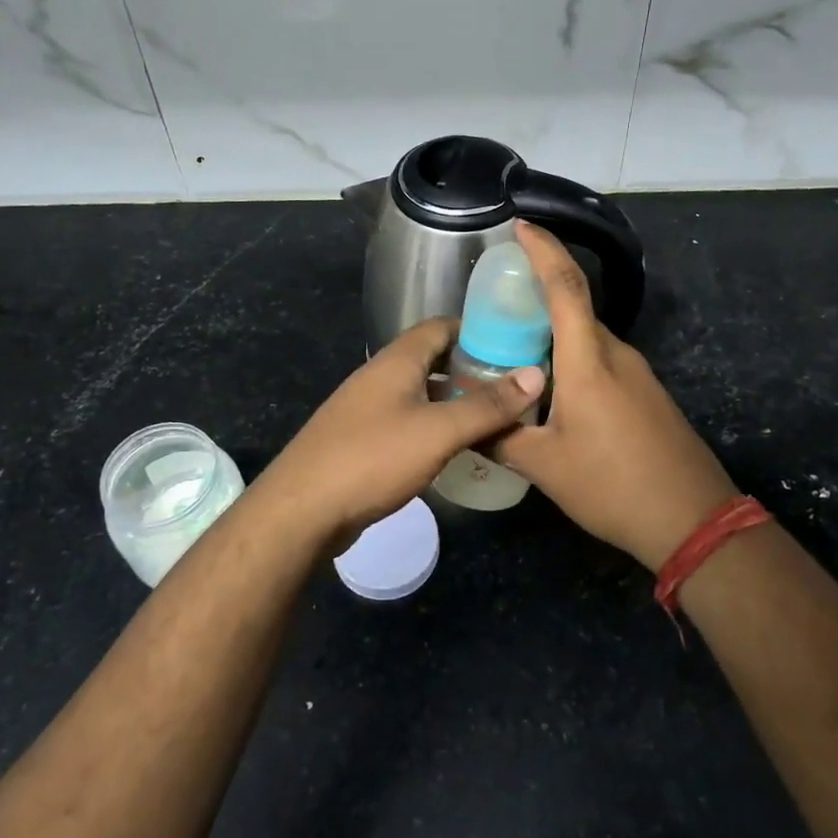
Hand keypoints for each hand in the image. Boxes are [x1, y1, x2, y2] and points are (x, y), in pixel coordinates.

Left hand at [253, 317, 545, 550]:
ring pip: (421, 394)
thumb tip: (535, 373)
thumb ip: (487, 405)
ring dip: (455, 402)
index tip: (514, 344)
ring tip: (495, 419)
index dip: (477, 330)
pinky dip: (435, 428)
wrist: (302, 511)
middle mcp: (380, 377)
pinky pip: (408, 423)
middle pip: (432, 360)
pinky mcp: (362, 442)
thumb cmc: (373, 458)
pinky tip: (457, 450)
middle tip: (513, 387)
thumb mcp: (438, 431)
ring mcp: (367, 410)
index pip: (440, 326)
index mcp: (396, 361)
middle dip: (471, 370)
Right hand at [493, 222, 737, 570]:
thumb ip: (501, 436)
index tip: (520, 226)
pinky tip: (549, 390)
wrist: (693, 519)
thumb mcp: (545, 465)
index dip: (543, 250)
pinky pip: (600, 360)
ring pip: (586, 338)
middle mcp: (615, 354)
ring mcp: (636, 373)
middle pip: (574, 308)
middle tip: (494, 304)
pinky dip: (570, 359)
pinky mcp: (646, 394)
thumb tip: (467, 420)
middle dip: (537, 295)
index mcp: (588, 360)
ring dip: (552, 334)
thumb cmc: (613, 485)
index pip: (565, 286)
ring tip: (512, 351)